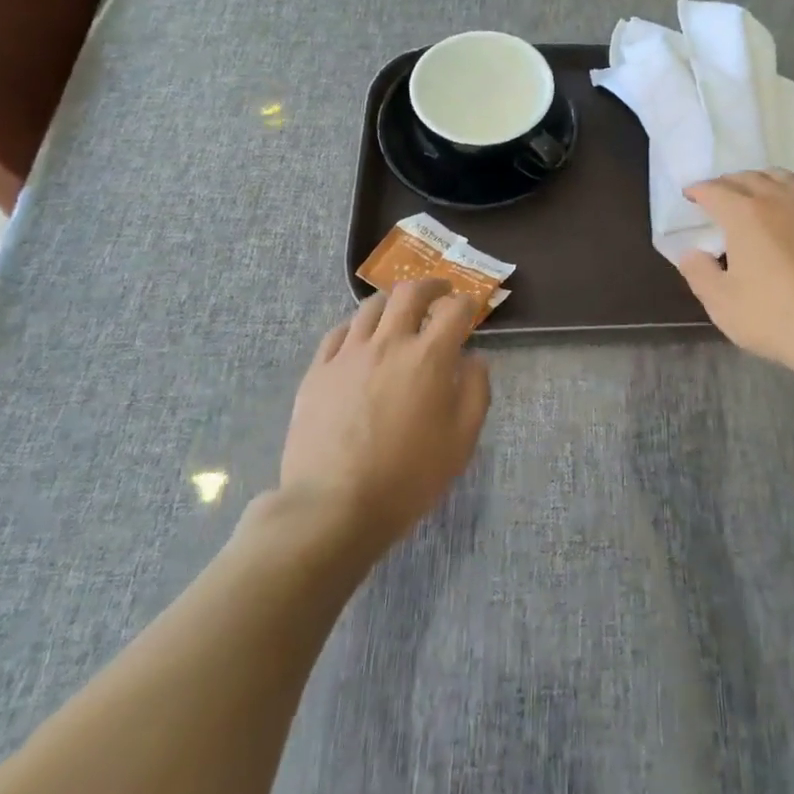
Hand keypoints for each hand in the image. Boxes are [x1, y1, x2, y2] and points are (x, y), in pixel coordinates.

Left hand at [274, 280, 490, 550]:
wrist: (333, 507)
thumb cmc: (408, 477)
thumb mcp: (461, 441)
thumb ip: (475, 391)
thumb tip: (474, 358)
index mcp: (429, 357)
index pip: (455, 310)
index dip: (468, 303)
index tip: (470, 308)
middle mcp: (389, 343)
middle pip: (409, 292)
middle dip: (430, 286)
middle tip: (439, 293)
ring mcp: (348, 355)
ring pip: (370, 307)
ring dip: (391, 302)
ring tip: (398, 312)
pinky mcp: (317, 371)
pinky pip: (337, 333)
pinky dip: (355, 327)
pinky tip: (359, 339)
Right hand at [675, 170, 793, 374]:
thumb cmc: (775, 315)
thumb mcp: (723, 303)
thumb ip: (699, 273)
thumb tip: (690, 253)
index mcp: (744, 213)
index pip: (715, 190)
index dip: (699, 191)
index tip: (690, 195)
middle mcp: (778, 199)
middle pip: (749, 178)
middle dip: (729, 183)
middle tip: (720, 194)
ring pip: (783, 178)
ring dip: (763, 181)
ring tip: (757, 193)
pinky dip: (792, 195)